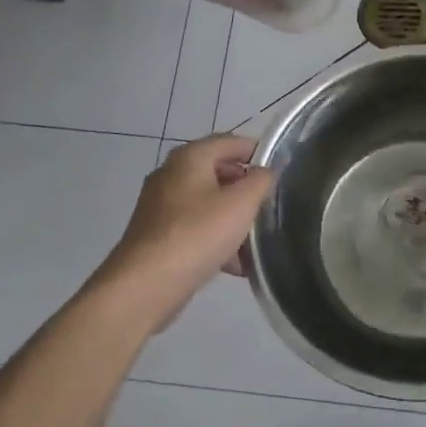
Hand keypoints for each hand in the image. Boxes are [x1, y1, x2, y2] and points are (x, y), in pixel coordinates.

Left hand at [88, 135, 276, 332]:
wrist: (145, 285)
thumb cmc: (198, 233)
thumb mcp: (241, 203)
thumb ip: (261, 180)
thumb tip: (266, 171)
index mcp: (189, 157)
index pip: (230, 141)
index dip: (258, 151)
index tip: (281, 171)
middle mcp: (171, 174)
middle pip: (219, 172)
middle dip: (246, 189)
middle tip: (270, 206)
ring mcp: (160, 206)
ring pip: (208, 204)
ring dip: (234, 219)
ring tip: (256, 241)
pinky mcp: (157, 235)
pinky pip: (195, 228)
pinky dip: (216, 239)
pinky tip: (234, 265)